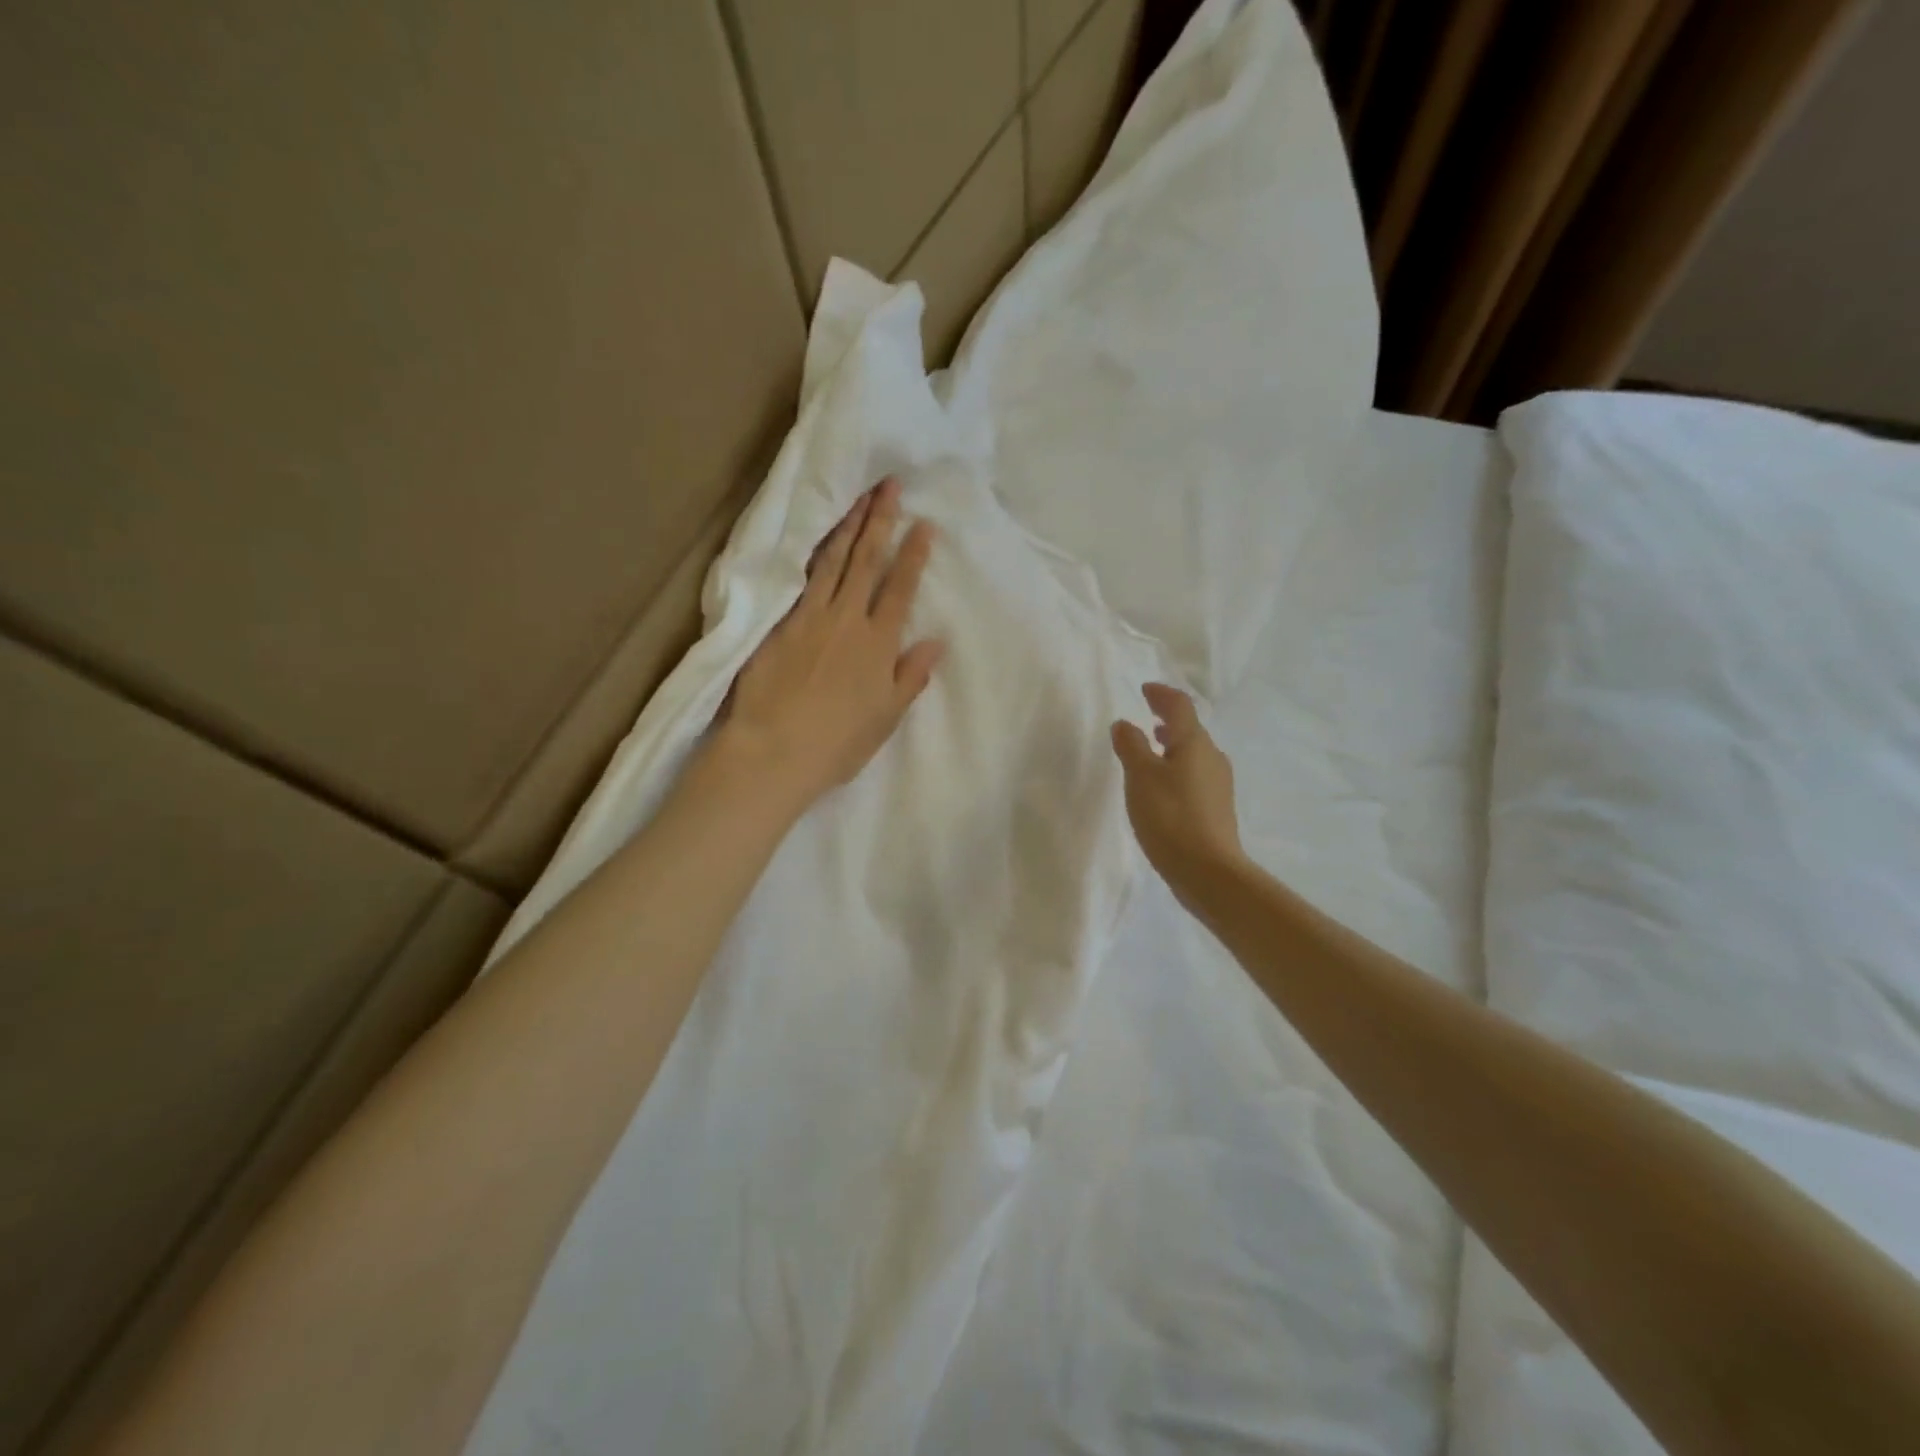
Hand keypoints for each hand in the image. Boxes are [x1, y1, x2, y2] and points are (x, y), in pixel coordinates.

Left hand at [711, 477, 944, 814]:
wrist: (774, 752)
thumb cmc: (836, 744)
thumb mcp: (885, 718)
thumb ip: (910, 676)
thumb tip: (935, 642)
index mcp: (878, 645)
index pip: (900, 589)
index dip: (913, 555)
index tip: (923, 524)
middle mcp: (847, 620)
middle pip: (866, 562)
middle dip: (880, 521)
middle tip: (889, 486)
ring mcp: (810, 617)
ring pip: (833, 561)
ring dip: (848, 526)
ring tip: (860, 498)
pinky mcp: (779, 622)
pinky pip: (802, 577)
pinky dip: (815, 552)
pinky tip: (820, 536)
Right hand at [1111, 684, 1244, 904]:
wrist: (1208, 872)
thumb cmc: (1170, 817)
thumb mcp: (1141, 777)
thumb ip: (1131, 746)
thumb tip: (1125, 724)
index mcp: (1194, 743)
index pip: (1180, 706)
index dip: (1162, 694)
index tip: (1145, 690)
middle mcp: (1212, 758)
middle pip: (1190, 729)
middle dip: (1169, 720)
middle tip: (1149, 717)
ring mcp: (1218, 784)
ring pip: (1194, 753)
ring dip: (1173, 745)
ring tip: (1153, 749)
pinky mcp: (1216, 808)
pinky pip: (1195, 775)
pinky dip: (1178, 768)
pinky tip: (1163, 786)